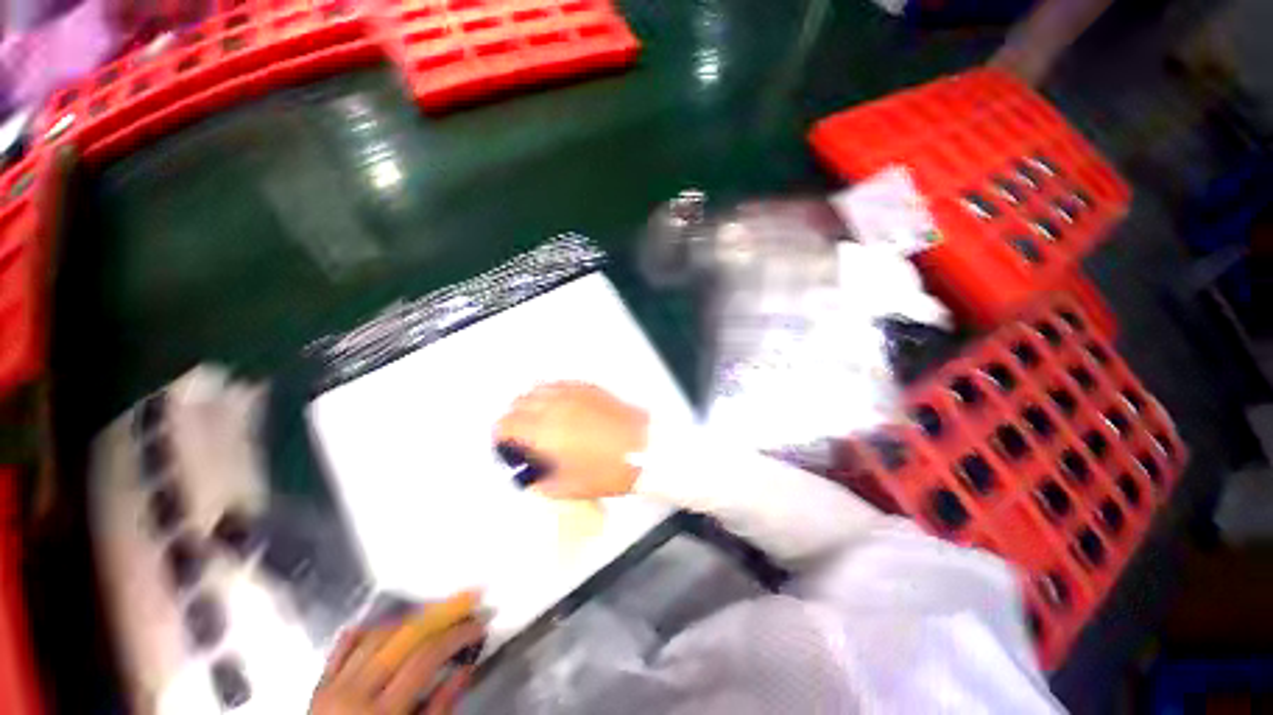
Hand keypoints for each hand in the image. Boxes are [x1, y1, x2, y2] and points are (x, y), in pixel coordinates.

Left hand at [310, 605, 483, 714]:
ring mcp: (332, 686)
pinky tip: (388, 624)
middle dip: (440, 616)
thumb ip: (440, 707)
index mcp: (382, 713)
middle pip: (403, 639)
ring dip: (411, 620)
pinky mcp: (319, 685)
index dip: (456, 635)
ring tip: (435, 615)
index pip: (426, 658)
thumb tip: (467, 666)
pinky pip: (343, 646)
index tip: (479, 625)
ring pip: (376, 635)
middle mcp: (354, 693)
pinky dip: (368, 630)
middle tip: (466, 602)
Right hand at [495, 382, 648, 499]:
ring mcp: (572, 393)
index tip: (506, 445)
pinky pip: (561, 383)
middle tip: (522, 433)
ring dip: (531, 402)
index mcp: (545, 431)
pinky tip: (561, 404)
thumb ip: (544, 485)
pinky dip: (552, 392)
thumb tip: (533, 481)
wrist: (645, 447)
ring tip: (540, 417)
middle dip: (514, 417)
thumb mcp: (572, 488)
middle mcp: (554, 406)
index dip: (501, 434)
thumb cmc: (608, 470)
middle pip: (519, 402)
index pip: (508, 423)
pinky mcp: (589, 387)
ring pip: (538, 388)